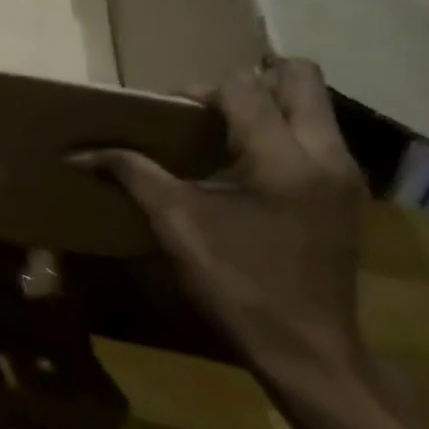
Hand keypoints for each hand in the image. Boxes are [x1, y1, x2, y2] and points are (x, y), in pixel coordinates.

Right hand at [71, 59, 368, 383]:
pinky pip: (320, 137)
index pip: (244, 88)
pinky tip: (251, 169)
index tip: (172, 115)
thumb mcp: (176, 224)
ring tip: (227, 134)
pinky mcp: (350, 195)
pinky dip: (286, 133)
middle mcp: (327, 154)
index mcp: (283, 158)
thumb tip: (78, 154)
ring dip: (271, 105)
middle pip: (300, 76)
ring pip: (315, 105)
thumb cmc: (237, 284)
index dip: (201, 91)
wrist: (309, 352)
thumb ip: (132, 174)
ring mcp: (346, 175)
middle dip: (252, 80)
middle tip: (213, 108)